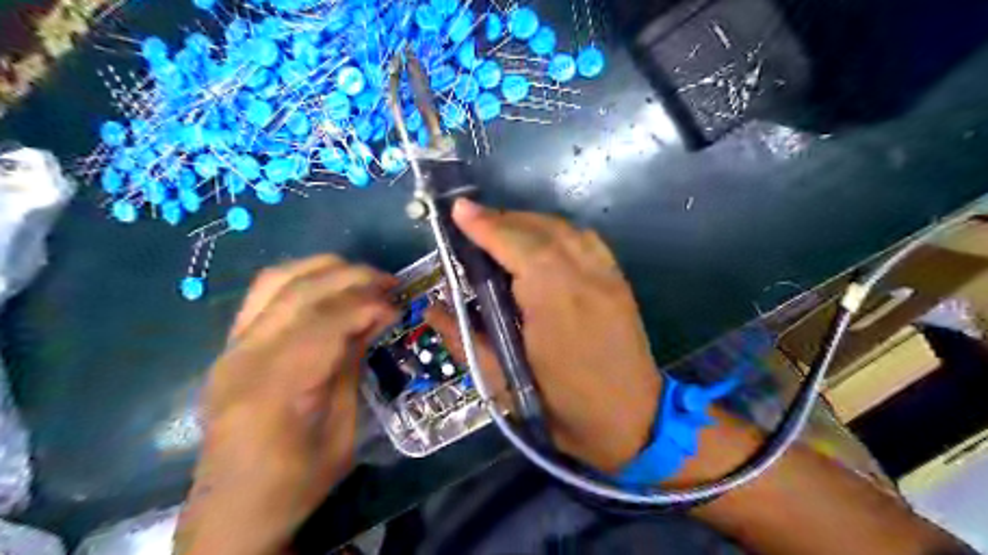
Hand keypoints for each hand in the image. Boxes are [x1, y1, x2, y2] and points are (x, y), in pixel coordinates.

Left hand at [176, 256, 395, 554]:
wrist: (233, 510)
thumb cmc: (296, 481)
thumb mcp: (341, 431)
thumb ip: (352, 365)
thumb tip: (376, 317)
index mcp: (274, 388)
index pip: (324, 322)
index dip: (367, 305)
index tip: (398, 306)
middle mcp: (244, 357)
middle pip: (300, 291)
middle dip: (352, 278)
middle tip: (390, 283)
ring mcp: (230, 347)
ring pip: (277, 280)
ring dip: (325, 269)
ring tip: (361, 277)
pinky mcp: (229, 346)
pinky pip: (264, 294)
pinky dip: (301, 280)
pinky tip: (328, 287)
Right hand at [427, 202, 663, 475]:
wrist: (631, 422)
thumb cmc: (562, 409)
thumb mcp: (504, 383)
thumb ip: (465, 339)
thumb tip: (432, 309)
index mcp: (556, 305)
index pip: (518, 247)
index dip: (487, 226)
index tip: (458, 210)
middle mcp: (586, 280)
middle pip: (542, 231)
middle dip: (503, 220)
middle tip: (472, 224)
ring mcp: (608, 277)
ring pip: (565, 230)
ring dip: (529, 223)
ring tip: (501, 231)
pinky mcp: (619, 281)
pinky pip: (585, 240)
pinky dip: (557, 232)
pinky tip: (541, 244)